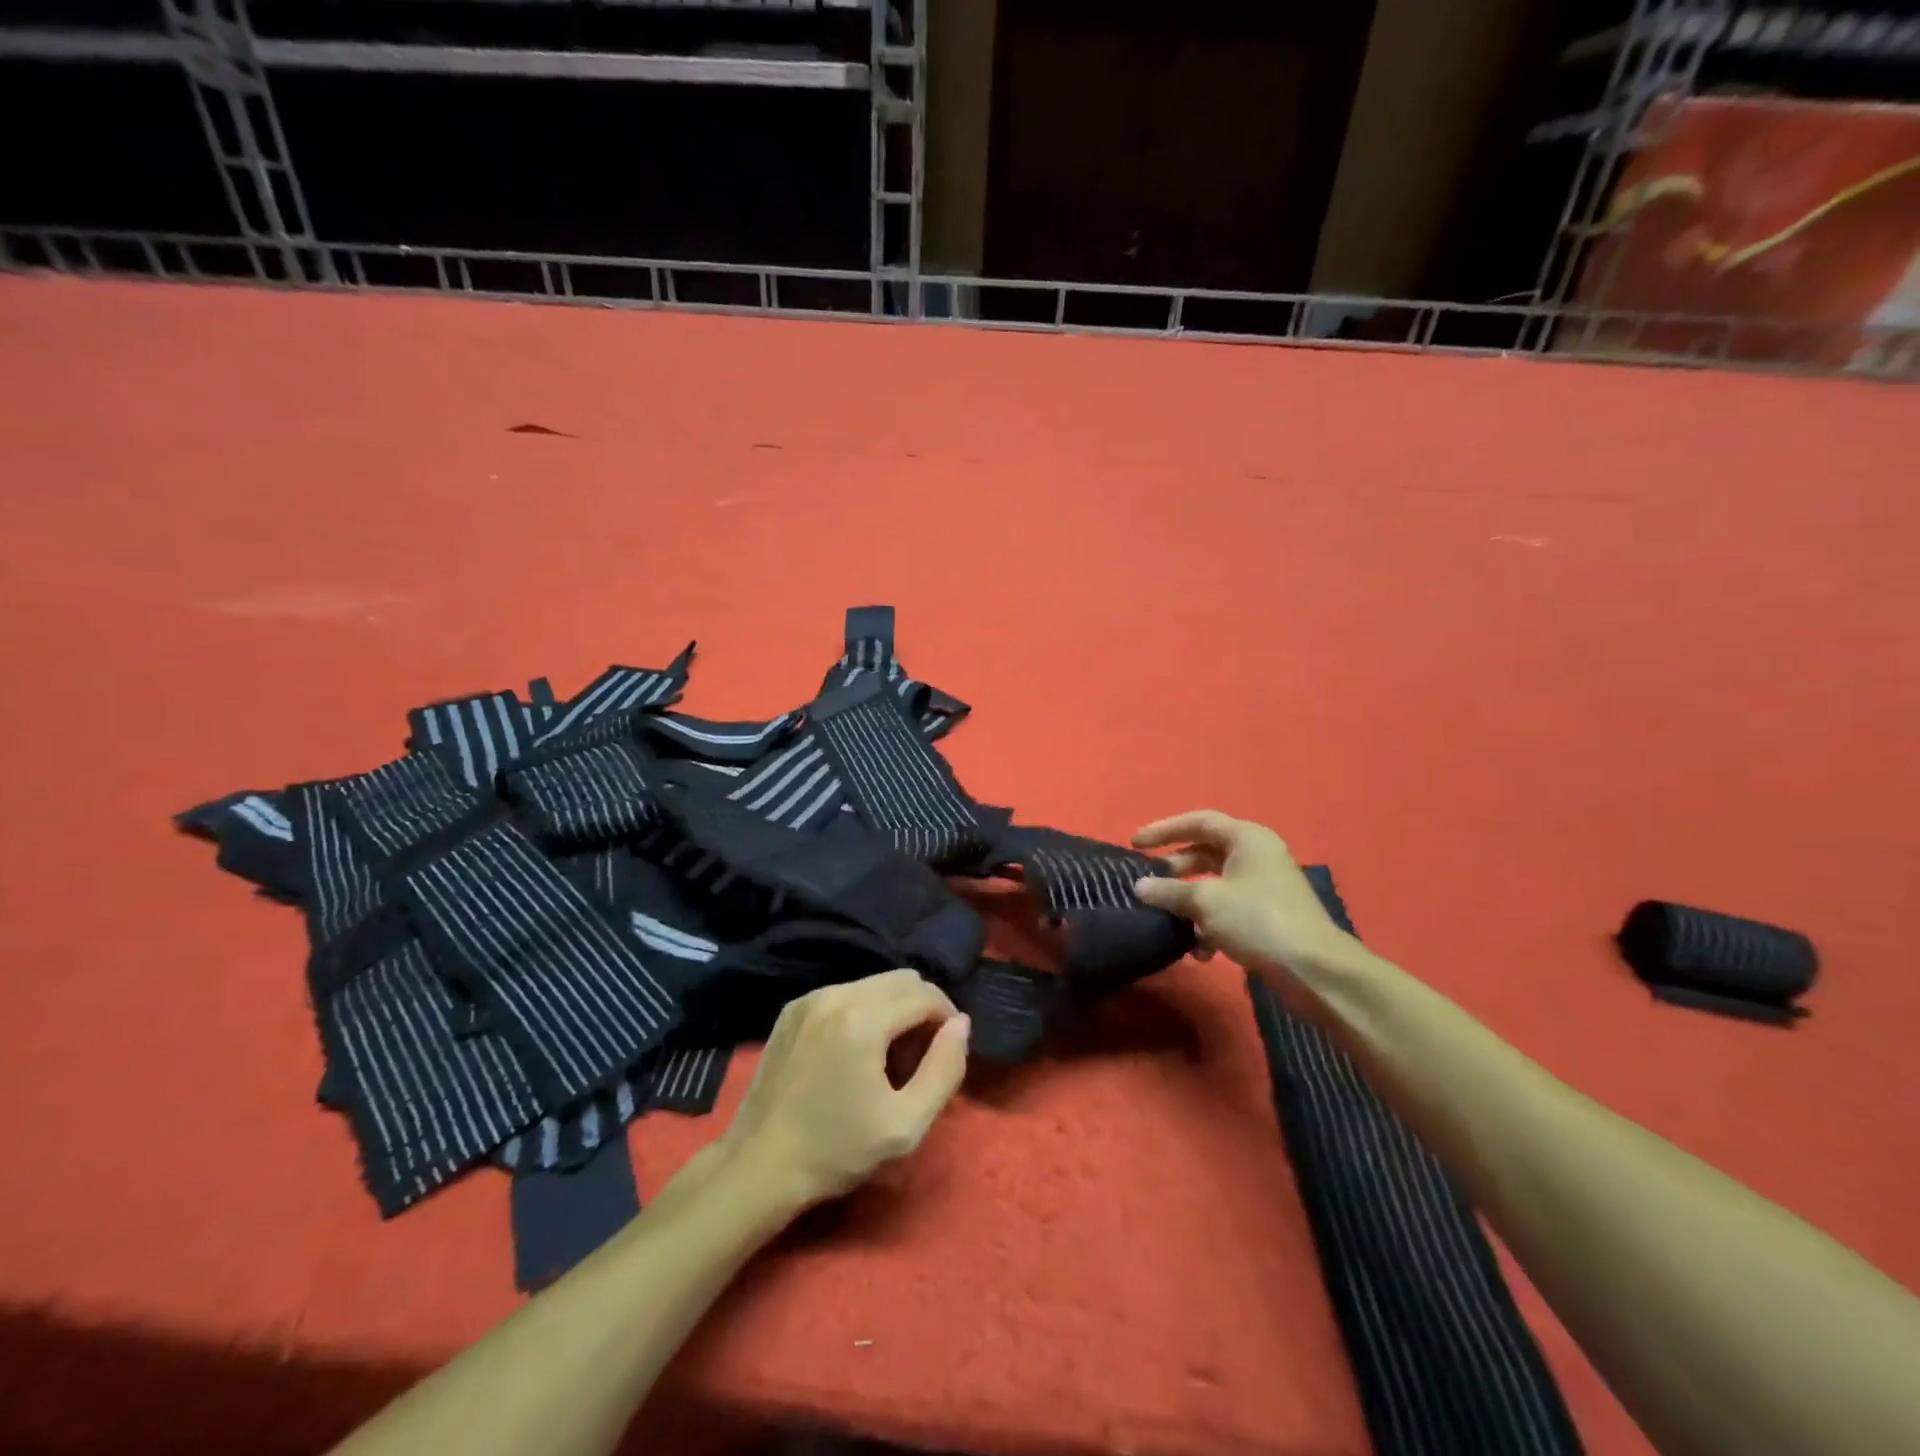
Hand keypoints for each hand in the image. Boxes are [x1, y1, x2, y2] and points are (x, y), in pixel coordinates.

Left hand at [718, 968, 970, 1211]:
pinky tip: (854, 1052)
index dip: (947, 1018)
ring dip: (893, 1008)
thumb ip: (944, 1069)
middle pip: (902, 979)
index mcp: (864, 1018)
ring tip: (888, 1056)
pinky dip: (863, 1011)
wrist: (759, 1165)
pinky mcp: (792, 1008)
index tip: (947, 1052)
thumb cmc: (836, 1150)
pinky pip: (845, 993)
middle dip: (922, 1009)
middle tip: (920, 1056)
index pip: (926, 994)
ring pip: (874, 983)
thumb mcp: (905, 1125)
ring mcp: (810, 998)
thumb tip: (961, 1024)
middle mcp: (837, 993)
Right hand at [1132, 810, 1357, 977]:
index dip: (1164, 830)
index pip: (1198, 821)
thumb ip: (1169, 891)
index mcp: (1247, 838)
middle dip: (1175, 870)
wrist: (1314, 970)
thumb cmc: (1258, 920)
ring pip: (1214, 884)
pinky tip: (1198, 950)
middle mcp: (1257, 855)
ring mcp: (1264, 886)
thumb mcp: (1206, 902)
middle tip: (1149, 884)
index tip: (1135, 844)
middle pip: (1205, 853)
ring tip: (1168, 919)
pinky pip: (1228, 909)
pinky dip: (1209, 924)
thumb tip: (1140, 887)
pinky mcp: (1267, 916)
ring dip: (1189, 902)